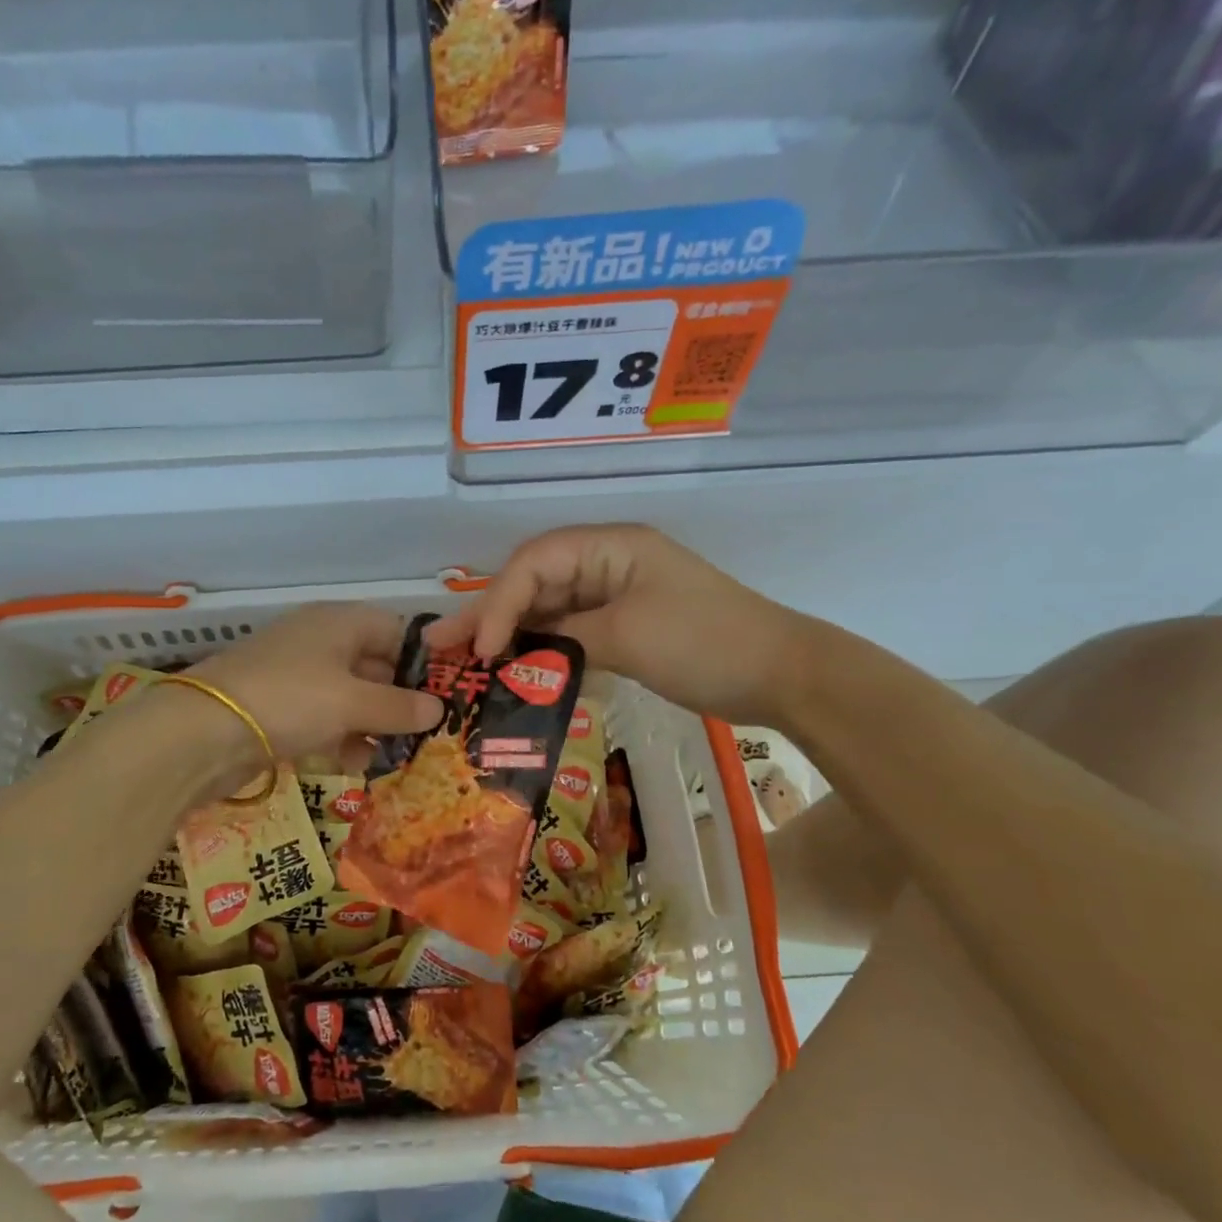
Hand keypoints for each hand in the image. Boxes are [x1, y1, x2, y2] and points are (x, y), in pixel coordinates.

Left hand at [186, 603, 443, 765]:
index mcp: (340, 623)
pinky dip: (342, 736)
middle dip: (401, 700)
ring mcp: (297, 675)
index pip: (396, 631)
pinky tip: (358, 763)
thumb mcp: (353, 702)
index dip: (423, 661)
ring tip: (399, 755)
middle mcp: (320, 641)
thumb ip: (399, 707)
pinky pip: (324, 717)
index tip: (447, 696)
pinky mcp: (279, 707)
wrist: (203, 731)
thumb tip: (439, 709)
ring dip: (374, 724)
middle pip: (374, 665)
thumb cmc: (291, 699)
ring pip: (350, 695)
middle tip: (430, 733)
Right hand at [425, 524, 809, 723]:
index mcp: (610, 547)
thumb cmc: (707, 643)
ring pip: (547, 612)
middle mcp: (606, 564)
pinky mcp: (622, 628)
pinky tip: (512, 672)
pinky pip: (569, 635)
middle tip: (438, 644)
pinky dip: (541, 652)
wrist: (782, 675)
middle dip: (488, 615)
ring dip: (509, 635)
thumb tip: (517, 653)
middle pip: (533, 584)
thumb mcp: (629, 636)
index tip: (483, 649)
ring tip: (463, 662)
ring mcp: (614, 597)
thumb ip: (565, 639)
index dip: (499, 602)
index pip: (534, 564)